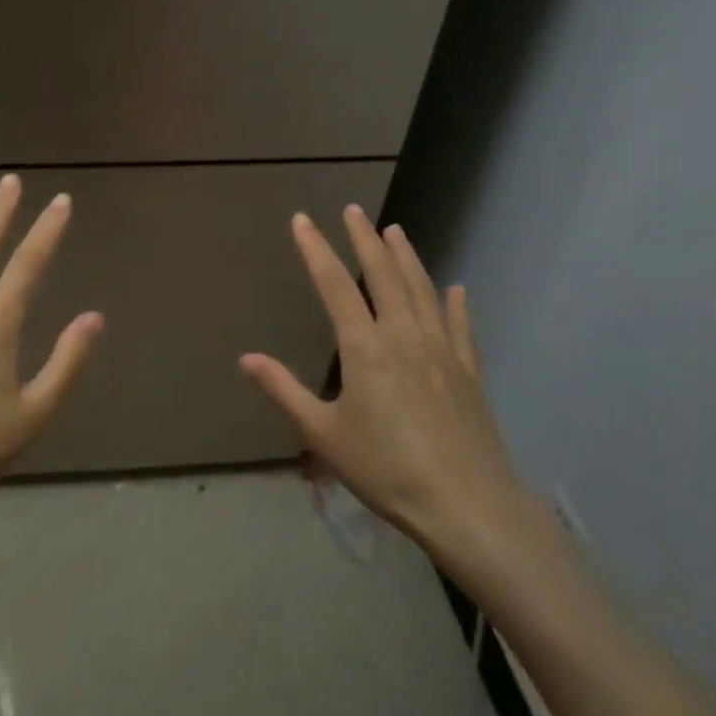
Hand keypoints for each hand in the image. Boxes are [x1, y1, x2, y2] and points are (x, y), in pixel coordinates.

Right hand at [240, 207, 541, 590]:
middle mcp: (404, 336)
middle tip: (354, 210)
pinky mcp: (469, 372)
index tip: (303, 220)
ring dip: (407, 258)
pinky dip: (456, 304)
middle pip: (383, 275)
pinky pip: (461, 327)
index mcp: (365, 348)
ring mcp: (442, 351)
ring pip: (423, 291)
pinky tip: (456, 288)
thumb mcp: (322, 434)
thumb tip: (246, 358)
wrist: (466, 504)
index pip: (335, 285)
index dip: (316, 249)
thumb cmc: (385, 469)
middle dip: (364, 240)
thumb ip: (284, 391)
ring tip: (396, 231)